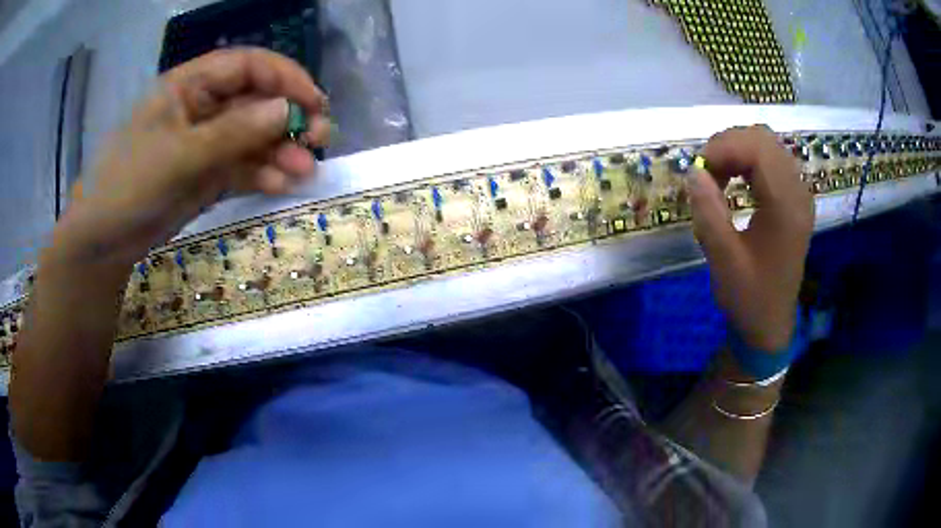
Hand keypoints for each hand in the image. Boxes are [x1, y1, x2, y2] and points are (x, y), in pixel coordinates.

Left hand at [51, 48, 329, 268]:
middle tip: (320, 138)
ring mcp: (205, 142)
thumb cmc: (130, 185)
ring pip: (253, 136)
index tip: (313, 102)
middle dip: (288, 118)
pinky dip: (264, 174)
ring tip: (306, 170)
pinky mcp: (207, 174)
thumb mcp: (179, 155)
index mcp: (189, 85)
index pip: (246, 66)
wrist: (105, 242)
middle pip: (255, 101)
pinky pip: (243, 166)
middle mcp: (201, 107)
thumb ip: (233, 132)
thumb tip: (288, 111)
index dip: (283, 77)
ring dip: (281, 150)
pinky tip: (283, 184)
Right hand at [687, 125, 813, 351]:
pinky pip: (772, 160)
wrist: (770, 325)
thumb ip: (708, 212)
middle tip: (706, 172)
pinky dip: (748, 161)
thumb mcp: (723, 260)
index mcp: (786, 208)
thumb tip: (694, 170)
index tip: (698, 169)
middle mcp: (798, 192)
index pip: (758, 148)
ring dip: (737, 150)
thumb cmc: (749, 298)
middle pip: (764, 138)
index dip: (723, 147)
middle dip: (729, 144)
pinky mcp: (795, 199)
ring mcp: (799, 194)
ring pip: (768, 145)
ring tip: (717, 176)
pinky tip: (734, 181)